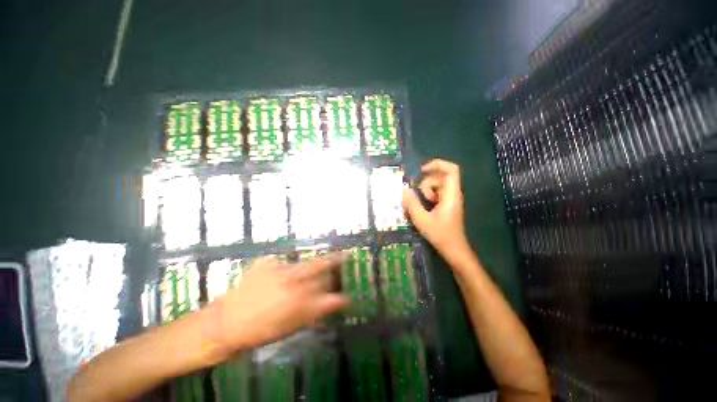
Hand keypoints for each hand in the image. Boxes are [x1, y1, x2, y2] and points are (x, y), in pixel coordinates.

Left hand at [213, 255, 348, 352]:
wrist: (229, 321)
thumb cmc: (262, 331)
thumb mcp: (292, 327)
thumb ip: (314, 313)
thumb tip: (332, 304)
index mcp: (302, 302)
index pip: (332, 297)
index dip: (342, 297)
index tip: (345, 297)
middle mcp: (293, 282)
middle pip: (321, 268)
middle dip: (334, 263)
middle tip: (344, 256)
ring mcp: (277, 269)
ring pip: (304, 263)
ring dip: (312, 264)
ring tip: (317, 262)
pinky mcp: (263, 263)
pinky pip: (283, 261)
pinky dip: (287, 267)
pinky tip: (284, 272)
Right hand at [402, 159, 469, 258]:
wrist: (454, 249)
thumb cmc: (441, 235)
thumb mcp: (422, 220)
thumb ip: (412, 204)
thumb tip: (403, 190)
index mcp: (451, 194)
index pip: (451, 169)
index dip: (437, 164)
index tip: (422, 171)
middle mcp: (454, 193)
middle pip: (440, 177)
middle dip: (427, 184)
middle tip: (421, 198)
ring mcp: (452, 199)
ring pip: (438, 186)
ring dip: (427, 191)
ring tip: (424, 206)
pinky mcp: (449, 205)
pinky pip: (439, 194)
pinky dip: (430, 197)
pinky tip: (426, 210)